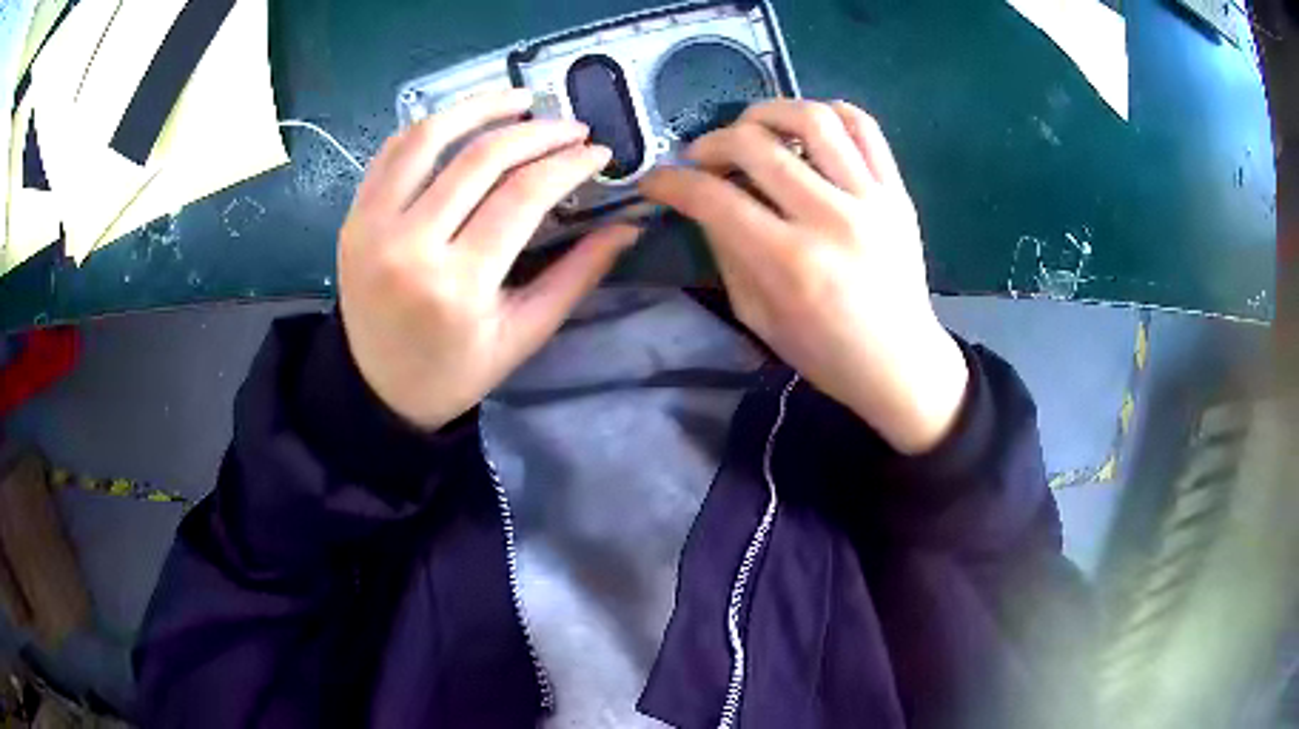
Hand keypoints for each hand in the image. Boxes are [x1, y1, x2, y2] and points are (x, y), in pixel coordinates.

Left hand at [338, 90, 637, 429]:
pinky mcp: (353, 217)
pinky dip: (431, 127)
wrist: (377, 389)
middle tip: (572, 127)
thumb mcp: (523, 334)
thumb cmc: (456, 371)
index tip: (598, 152)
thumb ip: (577, 276)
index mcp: (459, 285)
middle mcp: (410, 246)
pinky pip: (392, 152)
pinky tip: (463, 122)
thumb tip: (628, 227)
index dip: (568, 164)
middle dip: (538, 132)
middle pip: (481, 158)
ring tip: (520, 100)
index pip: (523, 195)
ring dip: (480, 107)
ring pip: (429, 137)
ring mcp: (372, 226)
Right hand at [641, 100, 966, 453]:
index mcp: (790, 263)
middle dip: (711, 142)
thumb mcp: (758, 318)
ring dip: (766, 112)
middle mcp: (831, 219)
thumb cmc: (825, 354)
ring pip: (812, 118)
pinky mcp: (897, 191)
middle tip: (702, 158)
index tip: (655, 180)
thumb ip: (726, 254)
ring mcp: (871, 199)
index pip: (714, 198)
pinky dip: (828, 112)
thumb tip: (704, 204)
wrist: (901, 364)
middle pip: (755, 144)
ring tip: (752, 129)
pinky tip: (807, 128)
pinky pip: (864, 127)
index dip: (671, 182)